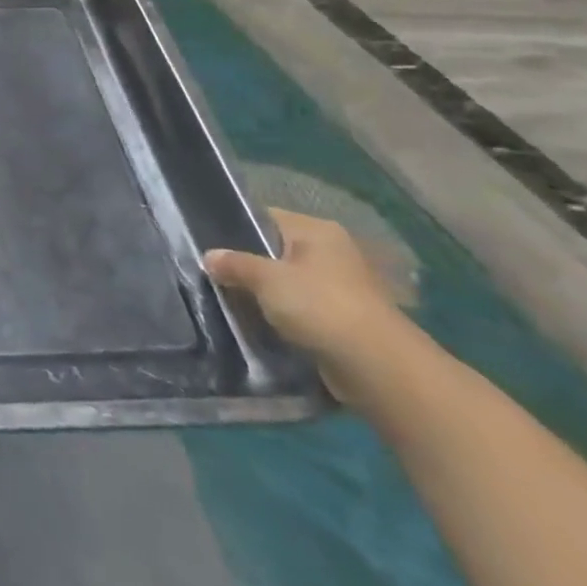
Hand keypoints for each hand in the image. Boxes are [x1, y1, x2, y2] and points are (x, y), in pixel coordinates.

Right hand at [204, 208, 412, 403]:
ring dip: (266, 295)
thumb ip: (234, 264)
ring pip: (289, 284)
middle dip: (249, 265)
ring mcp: (342, 287)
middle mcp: (333, 252)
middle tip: (215, 275)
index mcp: (317, 230)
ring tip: (232, 301)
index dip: (236, 228)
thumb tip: (209, 257)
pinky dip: (284, 317)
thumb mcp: (266, 279)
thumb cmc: (320, 306)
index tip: (209, 245)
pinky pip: (303, 310)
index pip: (266, 217)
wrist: (378, 368)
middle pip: (276, 251)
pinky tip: (261, 324)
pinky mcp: (345, 320)